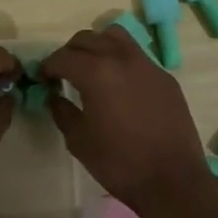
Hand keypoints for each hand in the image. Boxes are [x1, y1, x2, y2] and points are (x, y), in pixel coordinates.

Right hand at [41, 28, 215, 217]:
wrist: (174, 181)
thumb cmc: (120, 164)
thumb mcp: (80, 142)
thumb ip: (62, 112)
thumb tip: (54, 96)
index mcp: (96, 73)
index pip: (63, 57)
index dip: (48, 66)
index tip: (43, 78)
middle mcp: (121, 58)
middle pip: (87, 39)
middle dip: (70, 52)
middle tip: (63, 73)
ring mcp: (146, 64)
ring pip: (115, 36)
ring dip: (97, 45)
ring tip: (92, 68)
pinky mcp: (164, 76)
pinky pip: (136, 55)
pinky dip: (121, 59)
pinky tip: (120, 84)